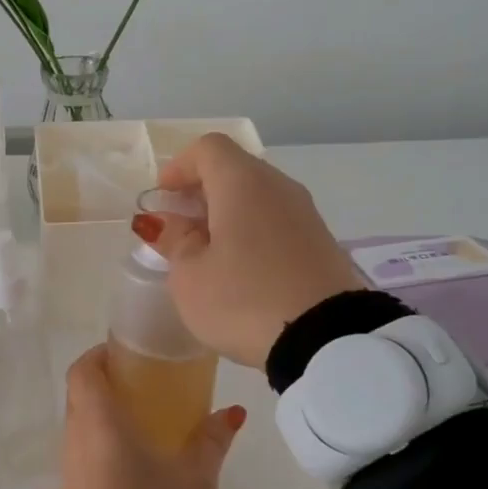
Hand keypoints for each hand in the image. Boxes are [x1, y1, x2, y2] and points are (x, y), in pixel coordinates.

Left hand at [59, 345, 245, 488]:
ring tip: (145, 422)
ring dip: (105, 415)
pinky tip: (134, 462)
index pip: (83, 369)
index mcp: (100, 420)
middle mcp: (76, 437)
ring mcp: (69, 468)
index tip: (128, 356)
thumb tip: (234, 412)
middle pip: (81, 394)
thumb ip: (213, 439)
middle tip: (146, 386)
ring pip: (81, 424)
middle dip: (109, 383)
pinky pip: (83, 452)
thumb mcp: (195, 477)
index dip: (100, 355)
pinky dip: (102, 443)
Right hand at [137, 134, 360, 367]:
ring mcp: (305, 214)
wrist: (325, 340)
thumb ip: (175, 241)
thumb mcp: (191, 276)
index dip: (178, 166)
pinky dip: (251, 231)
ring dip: (227, 213)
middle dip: (201, 190)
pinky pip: (276, 221)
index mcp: (242, 183)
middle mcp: (278, 187)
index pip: (208, 148)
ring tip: (205, 251)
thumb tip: (166, 221)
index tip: (162, 197)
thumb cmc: (243, 300)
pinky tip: (239, 268)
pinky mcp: (320, 242)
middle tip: (177, 224)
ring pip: (257, 196)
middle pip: (234, 169)